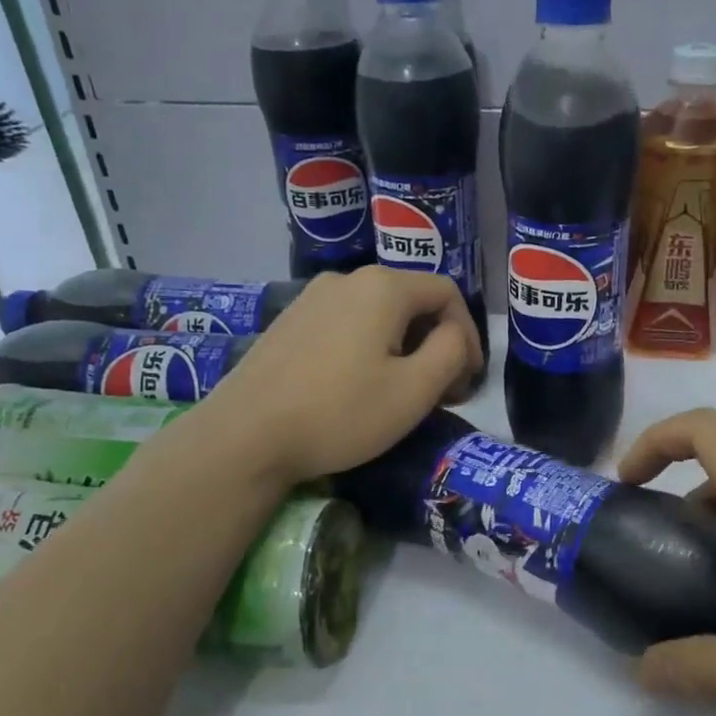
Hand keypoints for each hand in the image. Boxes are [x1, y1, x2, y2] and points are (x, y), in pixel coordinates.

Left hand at [197, 268, 482, 482]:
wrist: (245, 436)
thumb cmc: (341, 413)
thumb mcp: (415, 389)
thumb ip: (451, 352)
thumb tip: (454, 334)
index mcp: (382, 287)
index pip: (447, 294)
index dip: (469, 335)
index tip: (469, 381)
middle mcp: (346, 279)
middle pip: (412, 301)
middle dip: (437, 343)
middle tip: (444, 392)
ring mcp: (312, 298)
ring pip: (379, 314)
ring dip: (405, 348)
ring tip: (406, 392)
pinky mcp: (290, 322)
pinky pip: (347, 325)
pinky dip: (370, 348)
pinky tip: (362, 385)